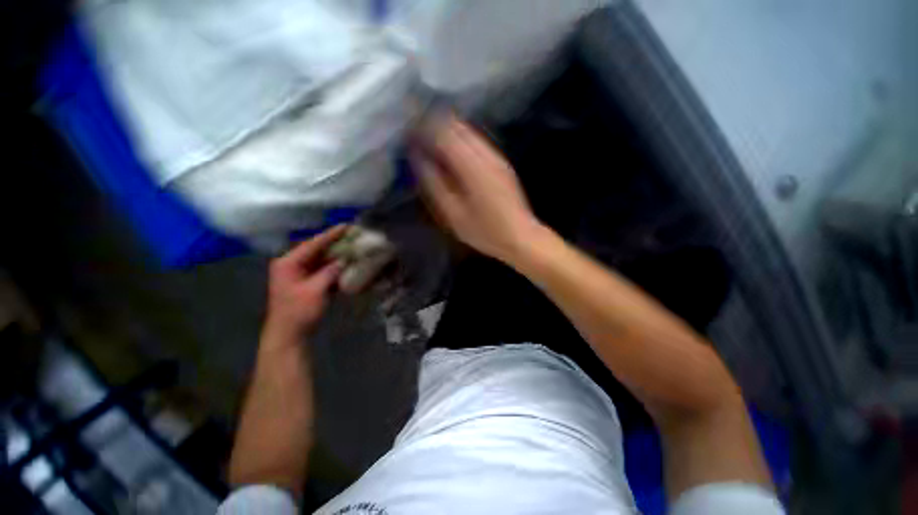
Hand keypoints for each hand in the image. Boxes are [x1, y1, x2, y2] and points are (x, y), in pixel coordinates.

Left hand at [263, 225, 345, 340]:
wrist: (289, 334)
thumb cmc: (298, 311)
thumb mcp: (315, 290)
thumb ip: (330, 271)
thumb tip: (345, 259)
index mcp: (288, 262)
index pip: (312, 244)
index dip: (330, 235)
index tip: (346, 225)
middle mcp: (292, 264)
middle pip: (317, 249)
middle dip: (335, 243)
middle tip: (352, 235)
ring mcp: (300, 273)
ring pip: (321, 259)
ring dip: (337, 255)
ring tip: (353, 247)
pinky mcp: (308, 282)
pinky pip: (323, 269)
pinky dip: (335, 267)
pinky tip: (348, 263)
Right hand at [411, 115, 542, 263]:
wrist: (520, 237)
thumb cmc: (485, 231)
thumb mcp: (453, 214)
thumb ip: (434, 184)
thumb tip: (418, 158)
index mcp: (472, 166)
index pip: (443, 132)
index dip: (424, 128)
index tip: (409, 135)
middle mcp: (486, 154)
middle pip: (457, 125)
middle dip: (435, 126)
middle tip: (418, 139)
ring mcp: (497, 157)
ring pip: (468, 131)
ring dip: (448, 132)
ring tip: (432, 145)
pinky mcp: (502, 163)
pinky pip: (477, 142)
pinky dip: (461, 141)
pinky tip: (453, 155)